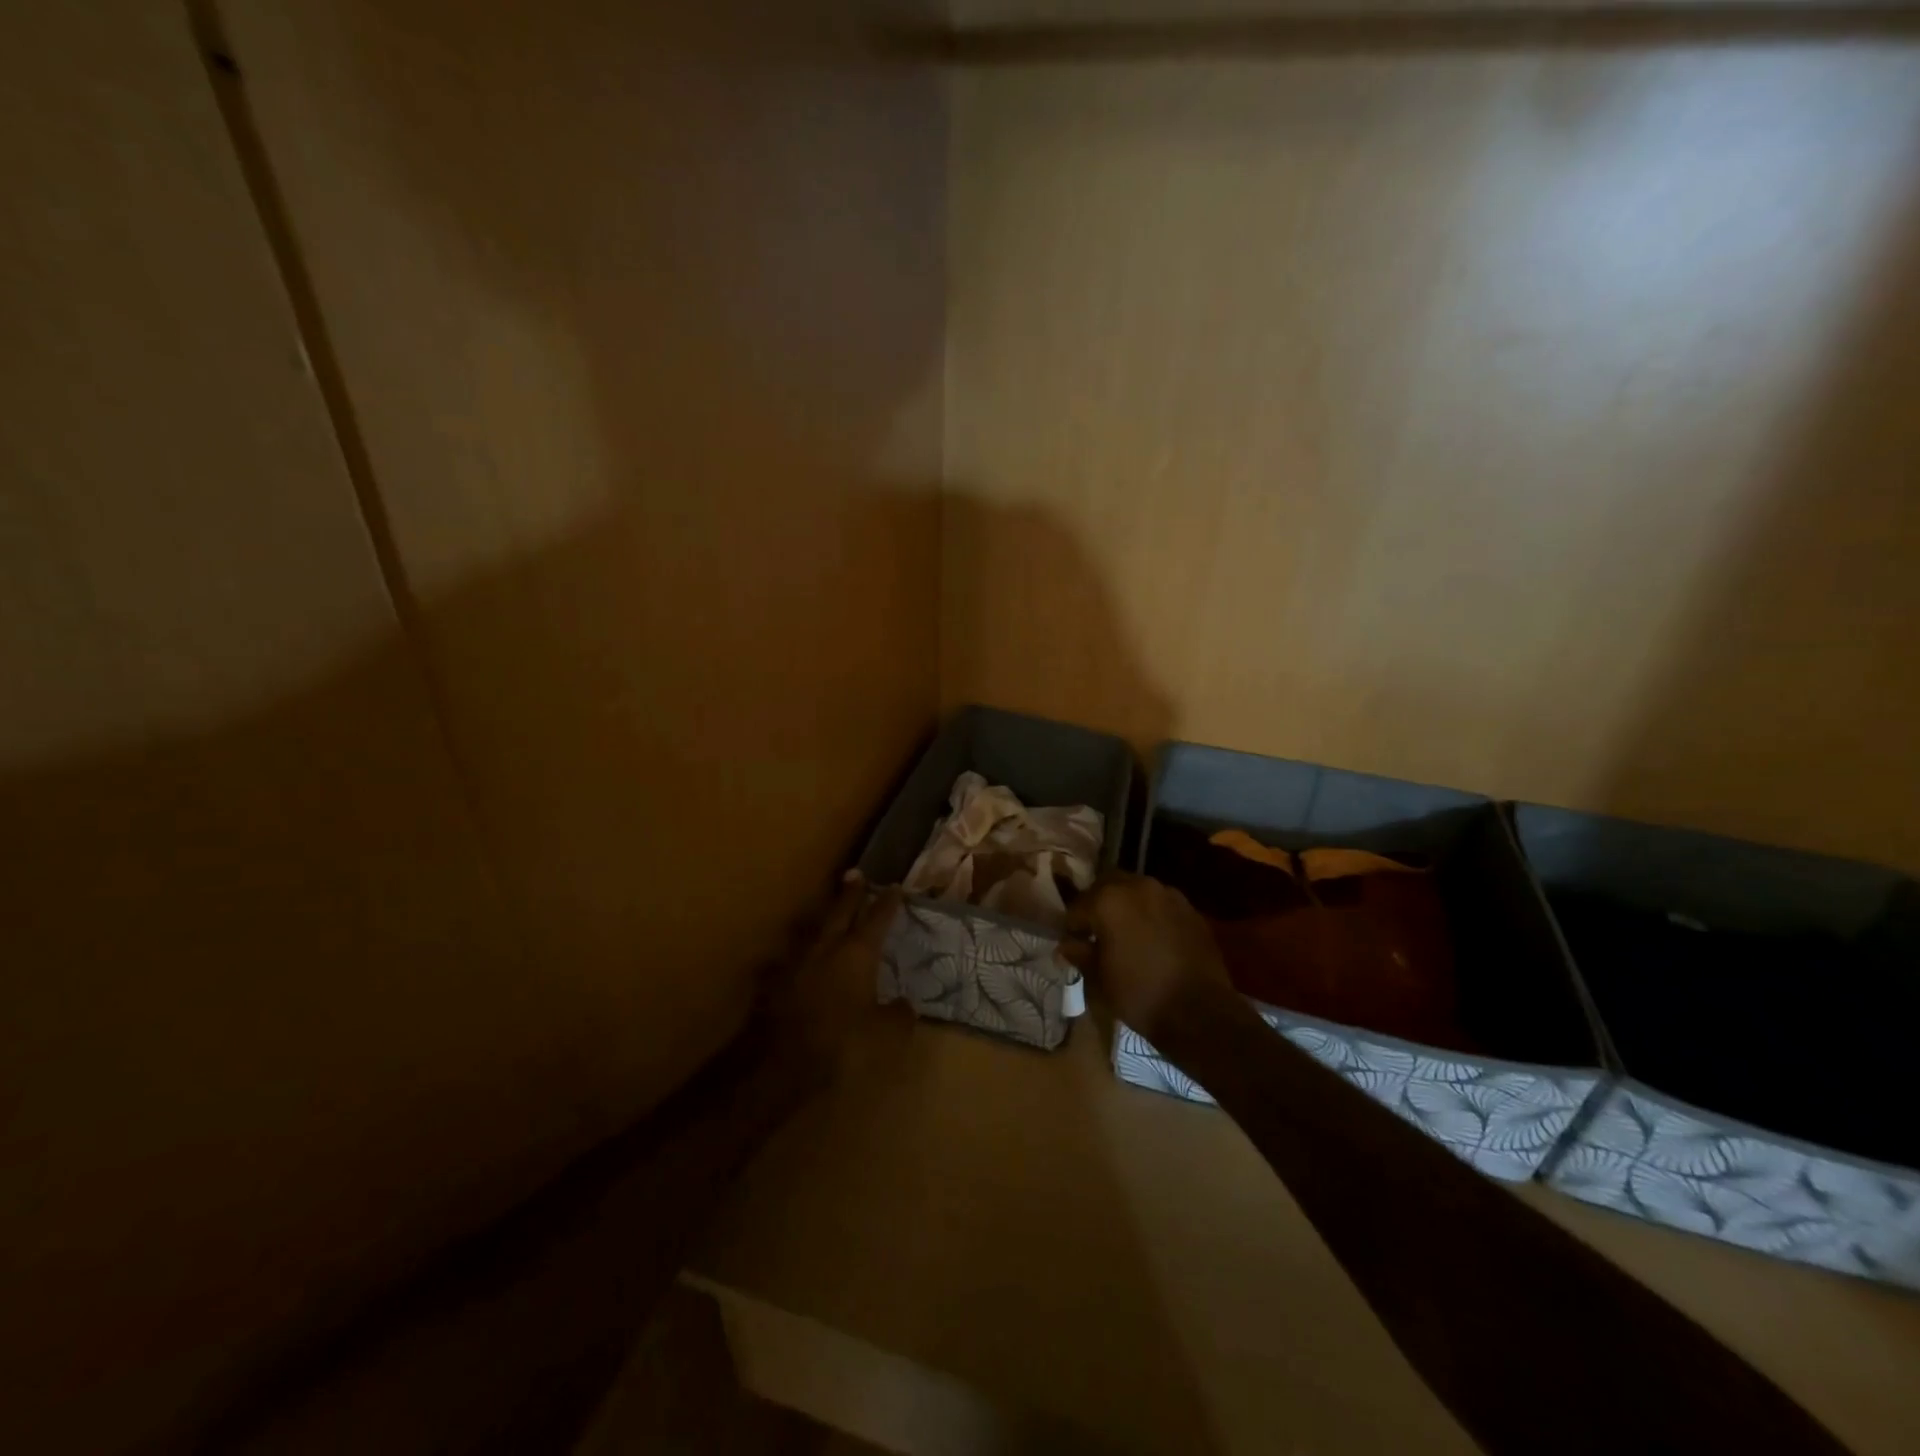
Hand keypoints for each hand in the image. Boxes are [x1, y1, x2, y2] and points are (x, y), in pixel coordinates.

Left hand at [760, 871, 901, 1076]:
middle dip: (850, 893)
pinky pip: (785, 963)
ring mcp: (795, 964)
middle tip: (855, 873)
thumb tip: (904, 1005)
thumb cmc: (843, 1044)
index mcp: (858, 954)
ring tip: (823, 914)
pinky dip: (792, 960)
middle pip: (840, 912)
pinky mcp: (773, 985)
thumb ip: (899, 1015)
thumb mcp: (886, 1035)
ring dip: (820, 921)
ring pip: (810, 932)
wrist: (783, 1065)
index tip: (894, 886)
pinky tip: (788, 963)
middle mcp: (826, 949)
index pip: (878, 919)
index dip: (888, 902)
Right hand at [1063, 871, 1236, 1046]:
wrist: (1200, 1012)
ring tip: (1125, 933)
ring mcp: (1168, 895)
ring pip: (1137, 890)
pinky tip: (1152, 938)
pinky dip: (1151, 914)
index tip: (1073, 943)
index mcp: (1108, 900)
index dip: (1072, 926)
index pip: (1078, 906)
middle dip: (1098, 904)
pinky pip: (1161, 904)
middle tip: (1096, 931)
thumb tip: (1066, 945)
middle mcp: (1138, 887)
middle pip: (1107, 885)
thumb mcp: (1099, 978)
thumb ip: (1080, 954)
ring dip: (1126, 905)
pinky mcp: (1190, 909)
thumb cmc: (1140, 994)